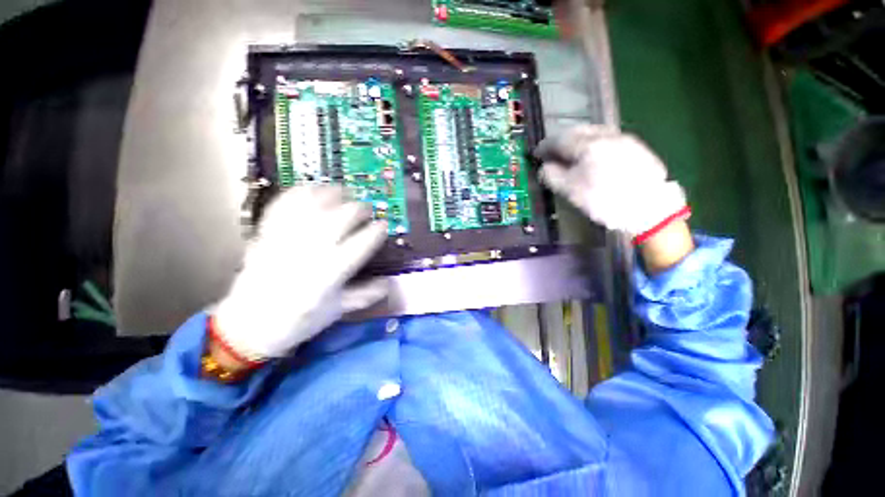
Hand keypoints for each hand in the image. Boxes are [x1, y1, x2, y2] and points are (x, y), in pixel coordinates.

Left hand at [213, 186, 388, 362]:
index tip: (383, 225)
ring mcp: (286, 240)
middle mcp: (310, 252)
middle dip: (359, 209)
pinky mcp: (266, 235)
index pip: (361, 244)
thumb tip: (390, 283)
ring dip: (333, 194)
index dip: (376, 231)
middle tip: (366, 209)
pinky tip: (311, 188)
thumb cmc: (298, 321)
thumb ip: (365, 295)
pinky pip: (283, 205)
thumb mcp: (337, 311)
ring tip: (344, 192)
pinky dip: (299, 193)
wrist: (248, 326)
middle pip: (340, 218)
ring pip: (314, 206)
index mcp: (330, 273)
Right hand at [535, 125, 688, 237]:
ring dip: (578, 140)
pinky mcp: (636, 147)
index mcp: (587, 145)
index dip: (545, 146)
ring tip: (571, 153)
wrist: (650, 208)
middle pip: (577, 130)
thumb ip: (552, 176)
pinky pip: (607, 139)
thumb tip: (545, 167)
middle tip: (552, 152)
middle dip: (561, 140)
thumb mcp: (571, 191)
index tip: (536, 154)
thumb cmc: (604, 200)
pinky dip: (593, 144)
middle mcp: (606, 135)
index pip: (559, 139)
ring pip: (594, 132)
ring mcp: (624, 139)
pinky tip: (593, 156)